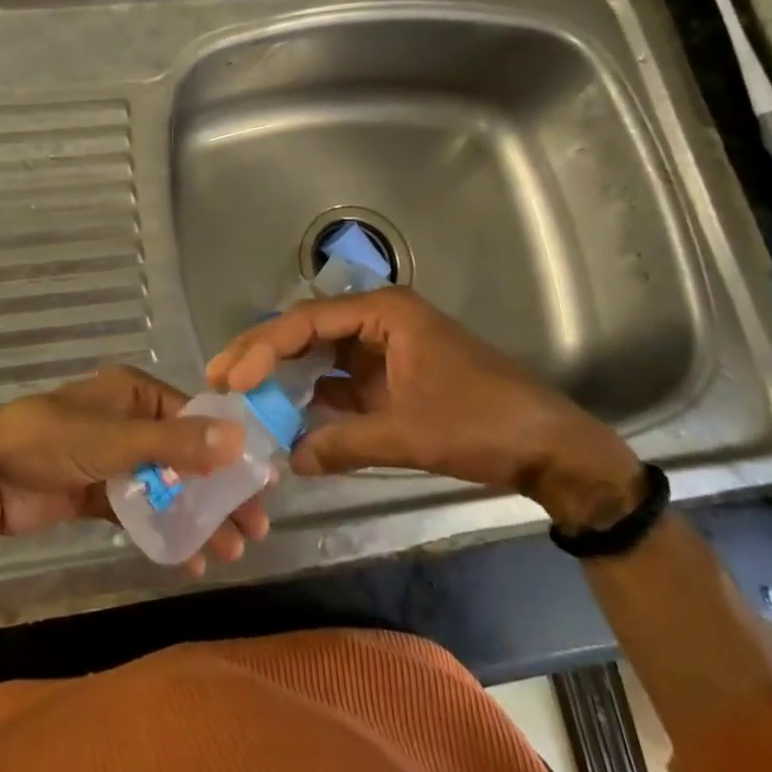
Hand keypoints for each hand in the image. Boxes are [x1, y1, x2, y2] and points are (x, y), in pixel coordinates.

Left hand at [0, 364, 271, 574]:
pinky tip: (188, 558)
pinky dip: (163, 530)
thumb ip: (176, 443)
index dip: (228, 450)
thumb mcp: (116, 439)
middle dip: (217, 492)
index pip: (194, 418)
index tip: (260, 484)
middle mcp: (127, 421)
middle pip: (185, 455)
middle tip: (253, 529)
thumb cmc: (51, 442)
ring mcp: (111, 458)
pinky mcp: (96, 492)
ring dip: (196, 516)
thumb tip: (240, 439)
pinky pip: (140, 510)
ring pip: (166, 486)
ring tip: (228, 551)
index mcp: (133, 392)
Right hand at [205, 287, 644, 532]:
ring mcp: (386, 349)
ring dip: (286, 375)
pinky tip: (288, 417)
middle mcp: (379, 321)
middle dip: (264, 354)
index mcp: (384, 313)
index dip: (264, 348)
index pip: (308, 321)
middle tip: (221, 379)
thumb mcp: (410, 433)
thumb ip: (344, 443)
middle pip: (308, 330)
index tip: (233, 379)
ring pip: (322, 355)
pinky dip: (315, 398)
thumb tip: (290, 458)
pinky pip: (342, 381)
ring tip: (243, 397)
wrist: (551, 449)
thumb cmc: (483, 423)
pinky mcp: (393, 377)